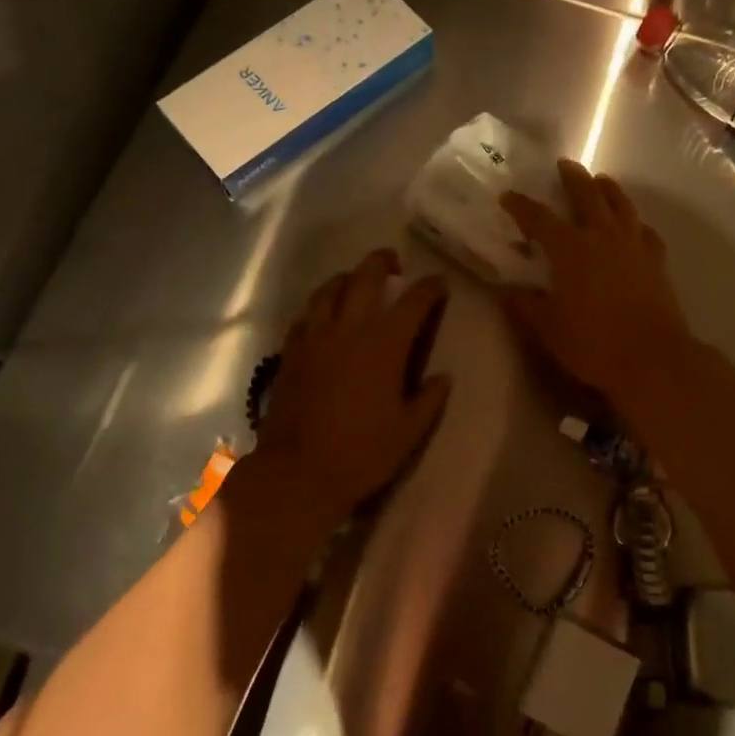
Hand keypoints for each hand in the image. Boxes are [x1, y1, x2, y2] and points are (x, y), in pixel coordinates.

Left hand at [250, 249, 451, 534]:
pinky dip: (318, 308)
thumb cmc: (362, 454)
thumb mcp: (409, 432)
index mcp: (384, 344)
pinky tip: (322, 317)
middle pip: (365, 277)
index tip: (439, 283)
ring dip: (346, 278)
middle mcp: (349, 329)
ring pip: (328, 290)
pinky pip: (305, 317)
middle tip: (394, 264)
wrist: (297, 473)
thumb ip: (429, 399)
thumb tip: (443, 376)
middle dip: (382, 262)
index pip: (413, 301)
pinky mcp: (290, 353)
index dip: (429, 288)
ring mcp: (315, 338)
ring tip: (355, 281)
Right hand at [500, 160, 693, 404]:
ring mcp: (634, 245)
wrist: (654, 358)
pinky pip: (645, 231)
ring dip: (608, 188)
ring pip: (621, 204)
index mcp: (570, 249)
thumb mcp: (549, 330)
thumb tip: (510, 291)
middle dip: (573, 177)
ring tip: (601, 181)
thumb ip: (527, 307)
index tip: (508, 196)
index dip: (521, 205)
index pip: (540, 218)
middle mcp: (602, 236)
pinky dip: (636, 222)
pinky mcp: (657, 259)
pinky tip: (634, 226)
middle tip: (564, 164)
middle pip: (587, 195)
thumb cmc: (594, 345)